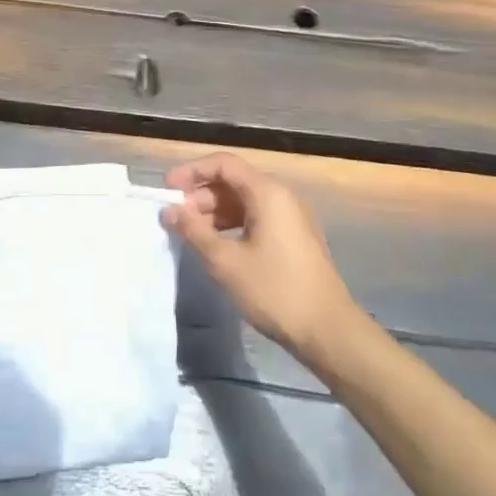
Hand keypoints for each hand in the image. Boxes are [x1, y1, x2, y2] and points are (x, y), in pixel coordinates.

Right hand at [164, 152, 359, 361]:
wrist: (328, 331)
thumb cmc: (275, 291)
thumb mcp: (226, 262)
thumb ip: (194, 231)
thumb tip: (169, 211)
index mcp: (267, 192)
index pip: (223, 164)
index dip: (192, 171)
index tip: (167, 189)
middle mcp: (281, 196)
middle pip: (233, 181)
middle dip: (201, 196)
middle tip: (176, 218)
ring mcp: (290, 216)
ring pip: (244, 201)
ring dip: (215, 212)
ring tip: (192, 235)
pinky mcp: (293, 237)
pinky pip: (256, 217)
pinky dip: (232, 225)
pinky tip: (217, 246)